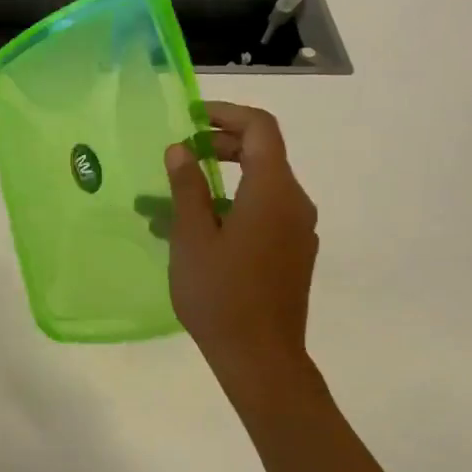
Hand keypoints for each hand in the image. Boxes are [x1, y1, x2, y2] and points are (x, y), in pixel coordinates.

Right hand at [166, 103, 319, 384]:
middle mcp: (295, 203)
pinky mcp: (293, 253)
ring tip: (173, 199)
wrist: (261, 357)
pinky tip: (196, 231)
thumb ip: (187, 187)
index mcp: (273, 191)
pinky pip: (263, 213)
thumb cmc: (220, 294)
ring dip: (220, 181)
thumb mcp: (191, 237)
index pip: (261, 128)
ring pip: (259, 187)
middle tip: (180, 153)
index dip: (226, 114)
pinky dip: (231, 206)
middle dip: (220, 145)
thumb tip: (180, 149)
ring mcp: (298, 230)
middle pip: (264, 154)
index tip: (191, 117)